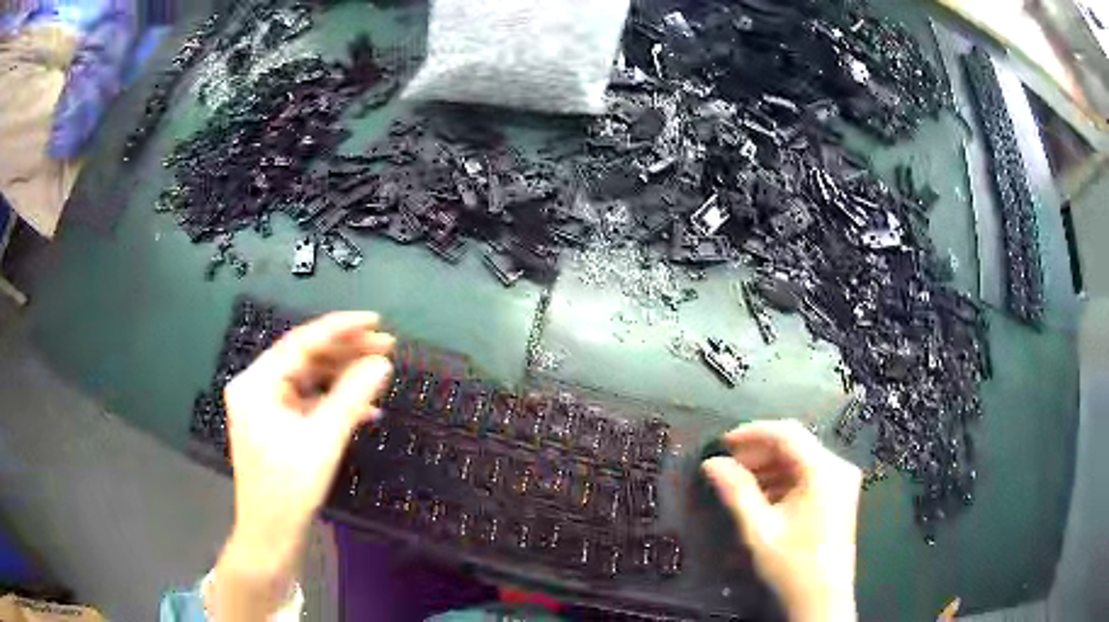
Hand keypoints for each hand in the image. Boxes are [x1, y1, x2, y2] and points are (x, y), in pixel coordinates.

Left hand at [209, 312, 393, 620]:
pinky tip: (364, 409)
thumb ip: (352, 397)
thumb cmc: (289, 488)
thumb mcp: (323, 440)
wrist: (271, 535)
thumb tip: (382, 363)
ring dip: (343, 377)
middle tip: (386, 345)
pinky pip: (307, 402)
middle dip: (345, 352)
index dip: (340, 329)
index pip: (300, 343)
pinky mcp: (276, 425)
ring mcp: (265, 407)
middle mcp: (256, 387)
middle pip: (304, 358)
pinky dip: (334, 402)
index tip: (375, 321)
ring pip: (308, 379)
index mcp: (256, 383)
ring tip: (379, 371)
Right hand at [702, 420, 860, 621]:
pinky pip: (808, 475)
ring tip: (738, 482)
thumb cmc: (792, 564)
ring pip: (801, 459)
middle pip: (795, 444)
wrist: (822, 599)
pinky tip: (761, 495)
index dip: (752, 432)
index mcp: (824, 470)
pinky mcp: (839, 495)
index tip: (722, 443)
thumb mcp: (759, 528)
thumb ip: (736, 491)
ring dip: (769, 467)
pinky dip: (783, 480)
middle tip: (727, 467)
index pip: (787, 433)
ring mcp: (842, 481)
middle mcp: (838, 467)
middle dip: (759, 452)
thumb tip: (711, 463)